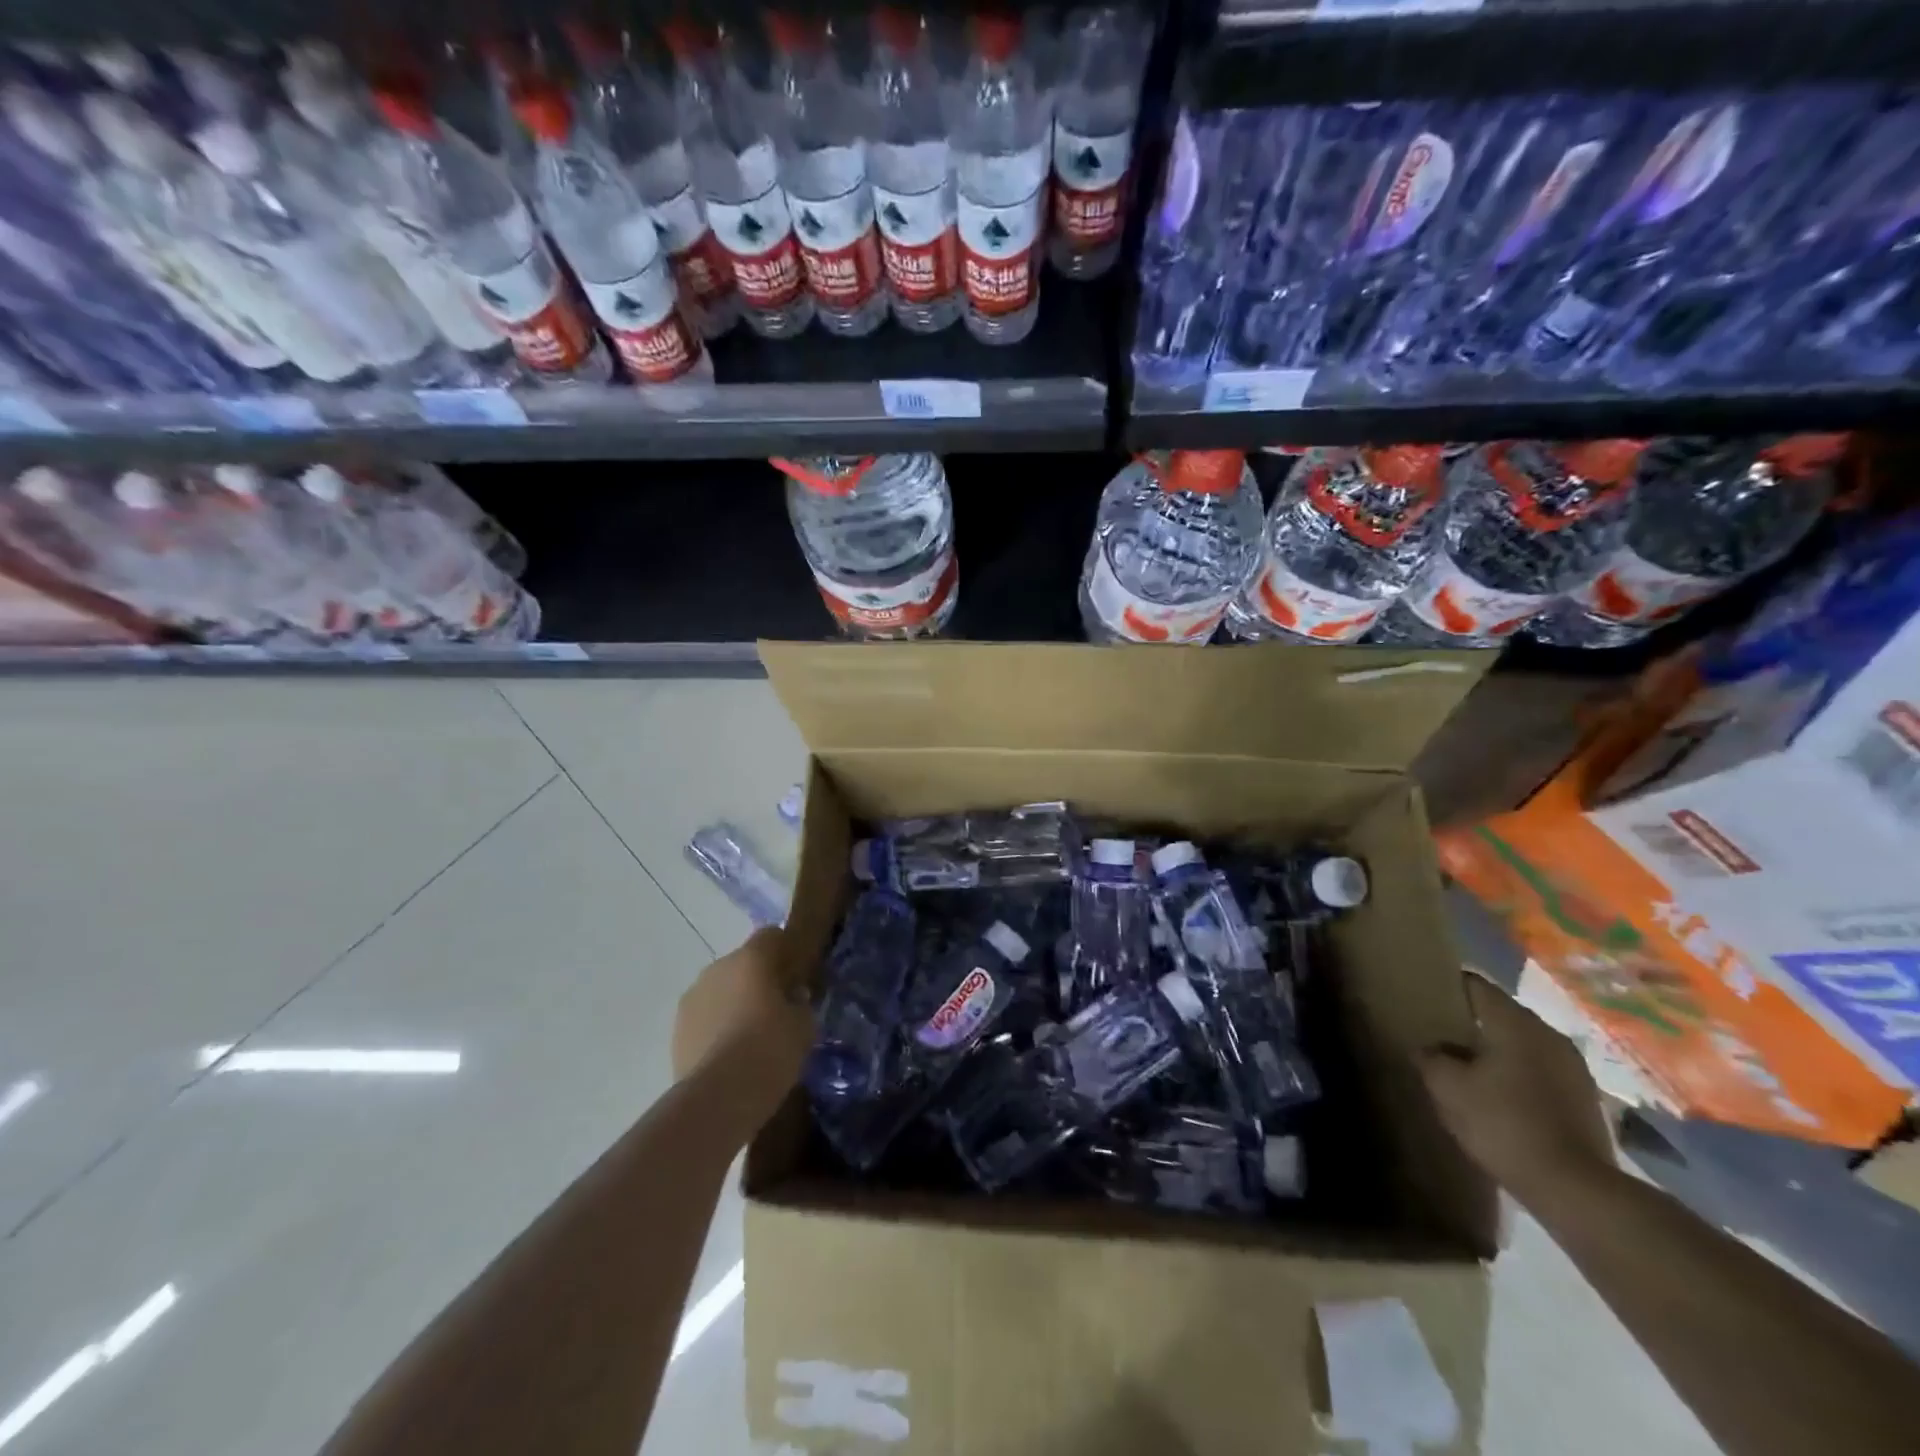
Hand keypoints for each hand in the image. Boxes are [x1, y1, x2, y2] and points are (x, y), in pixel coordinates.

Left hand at [672, 928, 811, 1090]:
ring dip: (734, 1003)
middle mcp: (717, 968)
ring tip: (750, 1037)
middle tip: (776, 1009)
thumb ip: (800, 1003)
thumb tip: (793, 996)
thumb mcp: (804, 1026)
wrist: (718, 1097)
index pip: (771, 935)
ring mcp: (692, 998)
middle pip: (743, 963)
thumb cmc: (769, 1050)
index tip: (797, 975)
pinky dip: (716, 1027)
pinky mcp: (676, 1029)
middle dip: (758, 980)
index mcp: (751, 958)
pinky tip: (729, 1055)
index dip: (786, 951)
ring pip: (720, 990)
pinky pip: (704, 1017)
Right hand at [1418, 975, 1615, 1201]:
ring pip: (1522, 1043)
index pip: (1475, 984)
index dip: (1446, 987)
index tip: (1425, 998)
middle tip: (1440, 1035)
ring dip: (1497, 1050)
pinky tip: (1501, 1096)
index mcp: (1514, 1022)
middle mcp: (1548, 1033)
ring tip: (1468, 1068)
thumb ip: (1429, 1057)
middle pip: (1501, 1013)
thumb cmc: (1504, 1124)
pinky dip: (1518, 1074)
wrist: (1575, 1189)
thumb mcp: (1447, 1088)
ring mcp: (1573, 1066)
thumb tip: (1427, 1048)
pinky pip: (1541, 1070)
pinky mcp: (1585, 1097)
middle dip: (1470, 1021)